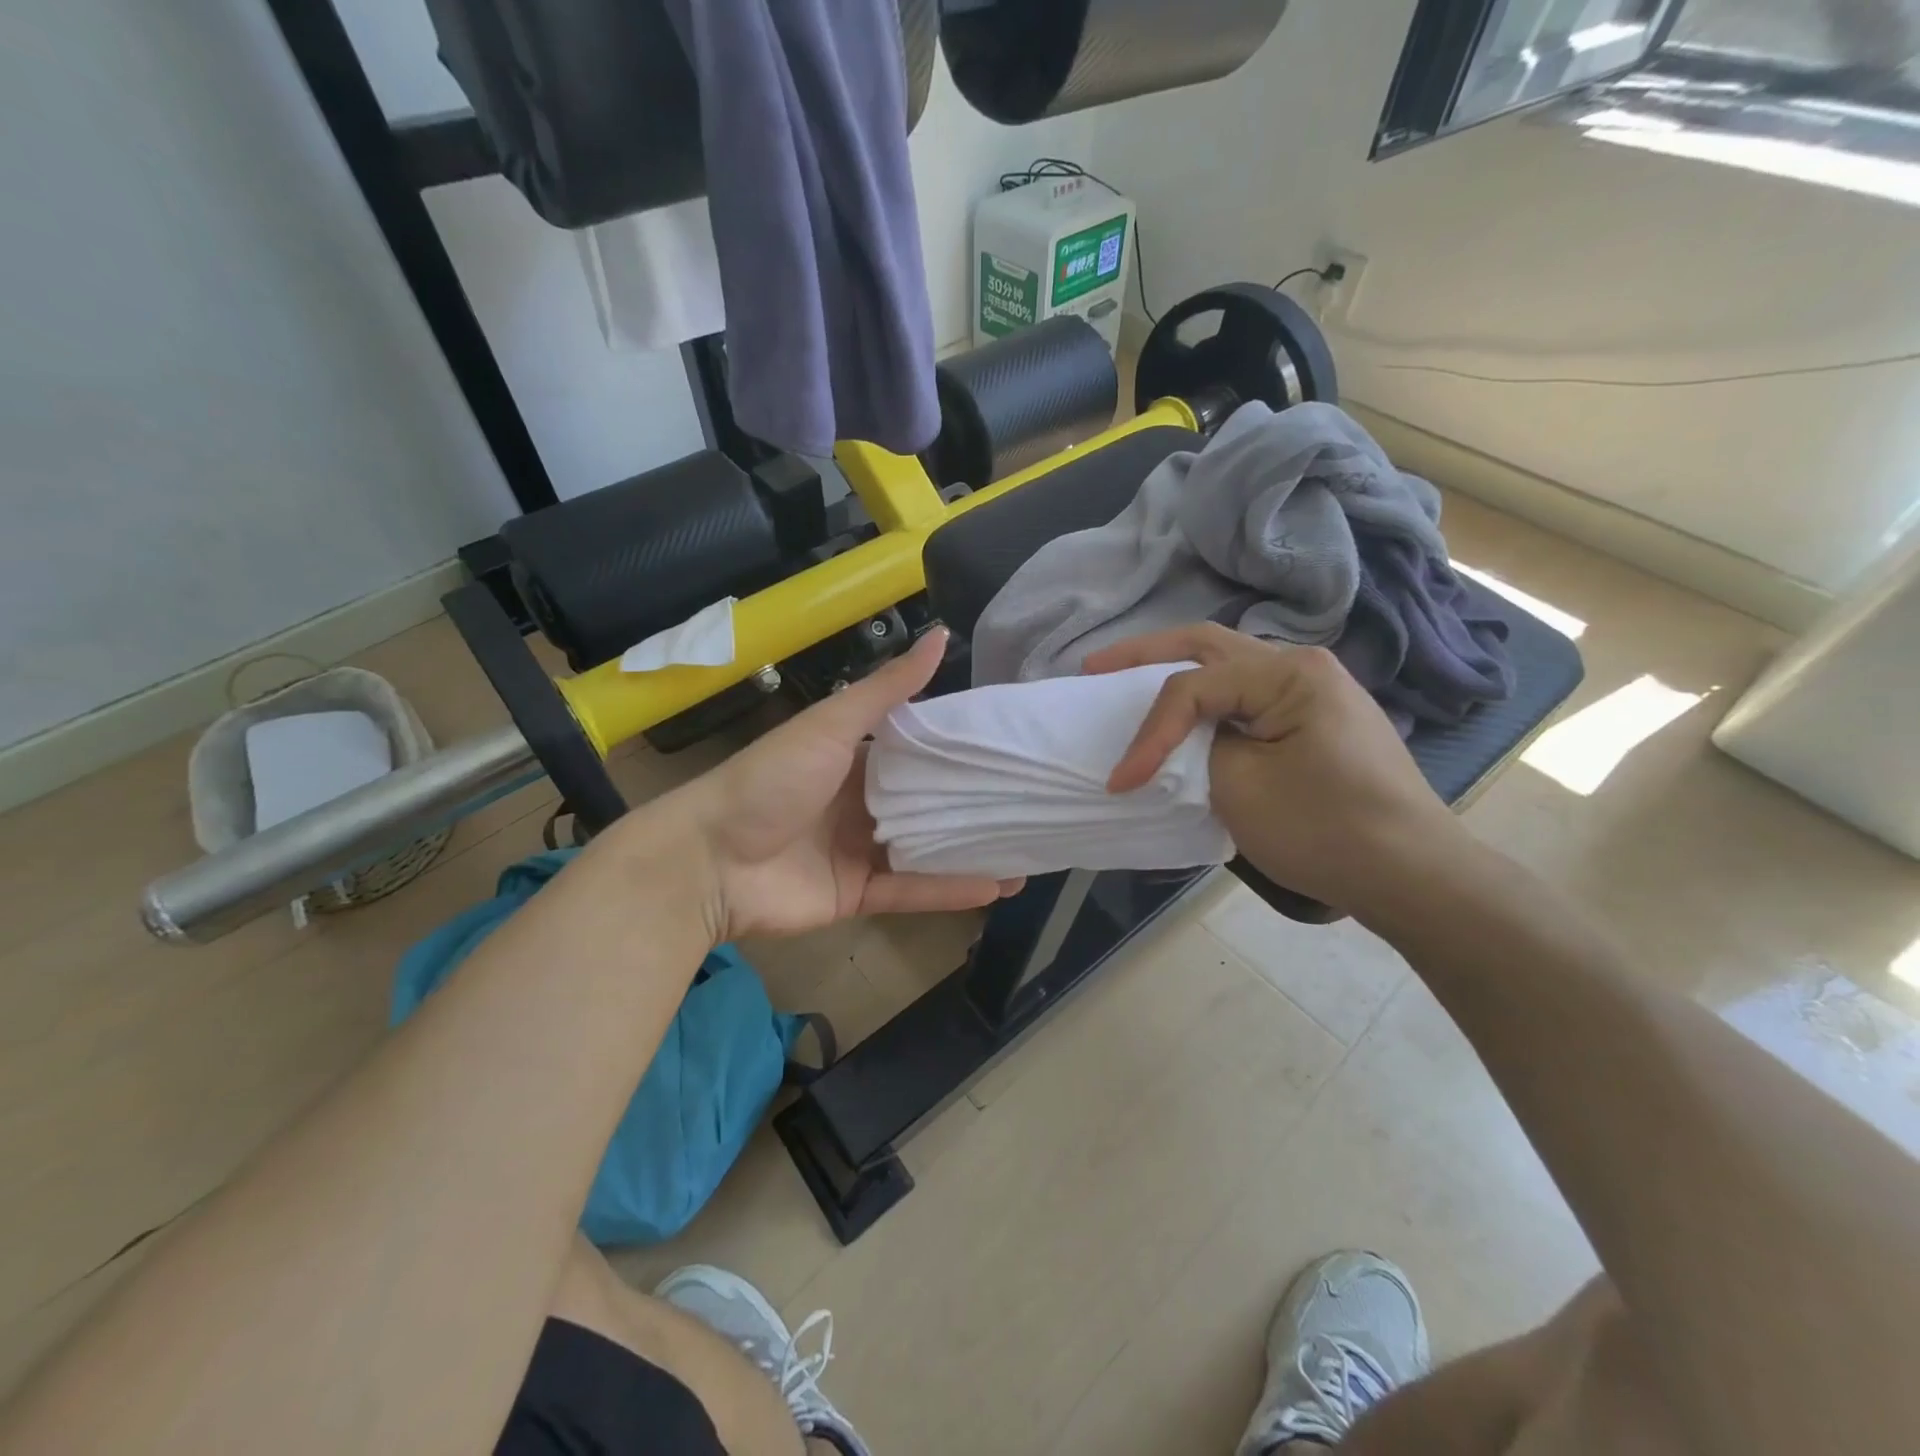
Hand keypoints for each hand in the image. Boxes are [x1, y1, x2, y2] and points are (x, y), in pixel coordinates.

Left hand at [627, 629, 1022, 942]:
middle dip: (972, 802)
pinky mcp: (856, 894)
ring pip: (926, 850)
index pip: (916, 749)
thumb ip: (887, 689)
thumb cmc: (771, 780)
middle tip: (1031, 798)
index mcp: (853, 757)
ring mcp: (859, 850)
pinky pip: (911, 891)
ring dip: (971, 850)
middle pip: (926, 801)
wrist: (708, 861)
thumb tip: (939, 636)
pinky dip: (950, 890)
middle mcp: (860, 802)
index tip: (1007, 742)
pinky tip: (998, 886)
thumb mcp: (832, 726)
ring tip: (1029, 848)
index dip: (958, 746)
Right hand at [1084, 625, 1463, 916]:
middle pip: (1208, 646)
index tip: (1120, 780)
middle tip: (1095, 669)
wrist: (1412, 874)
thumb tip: (1182, 742)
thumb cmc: (1326, 830)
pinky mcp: (1315, 719)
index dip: (1148, 731)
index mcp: (1288, 673)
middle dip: (1145, 655)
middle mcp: (1302, 666)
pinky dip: (1206, 700)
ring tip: (1128, 682)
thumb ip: (1196, 748)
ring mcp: (1314, 691)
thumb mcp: (1241, 788)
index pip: (1193, 687)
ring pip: (1228, 666)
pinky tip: (1185, 711)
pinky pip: (1247, 695)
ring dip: (1176, 672)